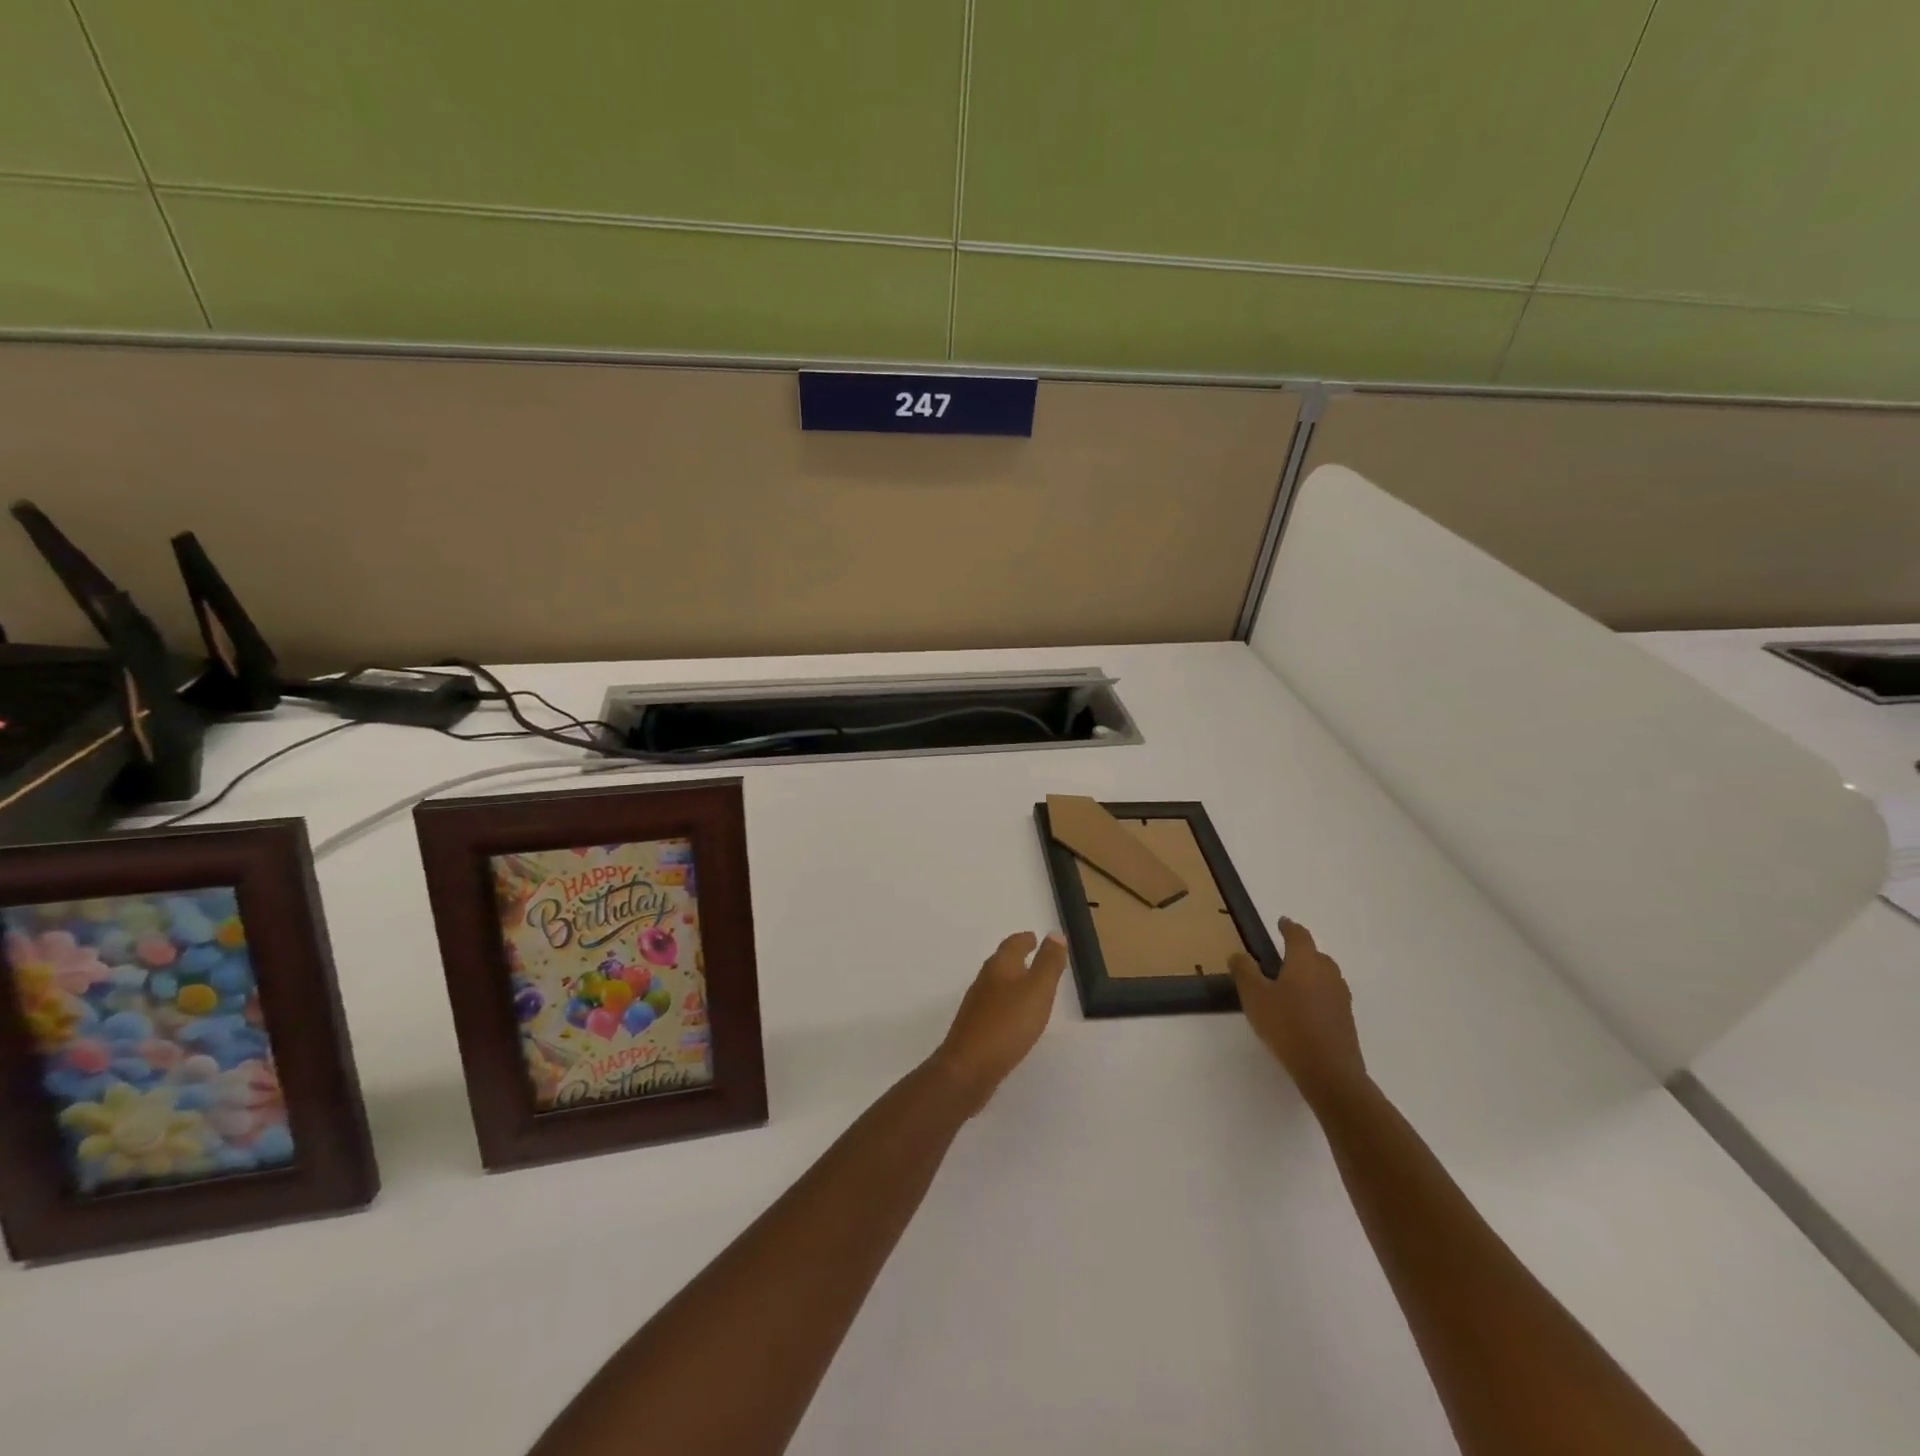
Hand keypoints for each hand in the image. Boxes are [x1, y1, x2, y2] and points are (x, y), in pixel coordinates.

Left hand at [933, 932, 1067, 1115]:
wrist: (968, 1067)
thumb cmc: (1008, 1024)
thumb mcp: (1038, 990)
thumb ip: (1048, 963)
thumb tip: (1055, 934)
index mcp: (1000, 966)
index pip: (1013, 944)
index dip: (1025, 940)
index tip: (1034, 937)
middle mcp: (985, 980)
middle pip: (1002, 961)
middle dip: (1017, 957)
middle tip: (1033, 955)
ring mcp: (977, 1004)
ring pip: (996, 983)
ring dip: (1011, 980)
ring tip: (1027, 985)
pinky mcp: (974, 1027)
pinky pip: (994, 1006)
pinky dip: (1006, 1002)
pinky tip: (1013, 1017)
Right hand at [1230, 917, 1367, 1110]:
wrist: (1329, 1071)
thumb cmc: (1287, 1026)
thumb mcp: (1255, 997)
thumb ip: (1244, 972)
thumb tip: (1238, 953)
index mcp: (1305, 962)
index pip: (1298, 936)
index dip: (1289, 927)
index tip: (1282, 922)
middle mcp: (1327, 973)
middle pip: (1316, 954)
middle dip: (1301, 951)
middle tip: (1283, 955)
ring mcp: (1340, 997)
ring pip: (1325, 975)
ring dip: (1311, 973)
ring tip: (1293, 983)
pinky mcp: (1346, 1019)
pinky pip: (1330, 996)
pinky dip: (1317, 994)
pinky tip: (1305, 1009)